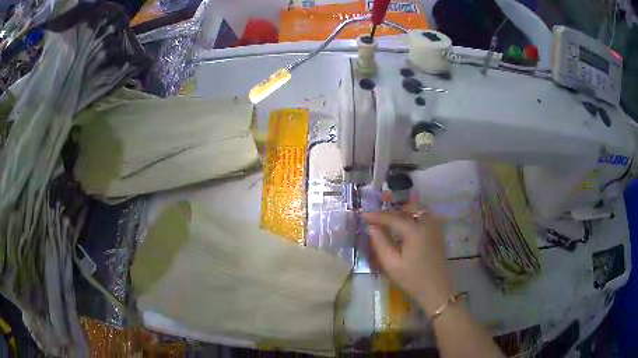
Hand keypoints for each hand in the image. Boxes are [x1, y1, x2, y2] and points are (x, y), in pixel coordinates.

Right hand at [363, 207, 452, 315]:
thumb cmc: (412, 279)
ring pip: (418, 210)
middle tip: (378, 218)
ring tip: (390, 221)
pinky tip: (405, 225)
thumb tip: (372, 228)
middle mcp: (426, 223)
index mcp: (414, 230)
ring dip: (403, 211)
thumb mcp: (392, 264)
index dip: (376, 216)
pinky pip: (425, 216)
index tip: (363, 215)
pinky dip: (413, 216)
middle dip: (392, 211)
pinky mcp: (438, 232)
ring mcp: (434, 227)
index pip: (392, 217)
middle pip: (407, 208)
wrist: (435, 289)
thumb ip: (380, 243)